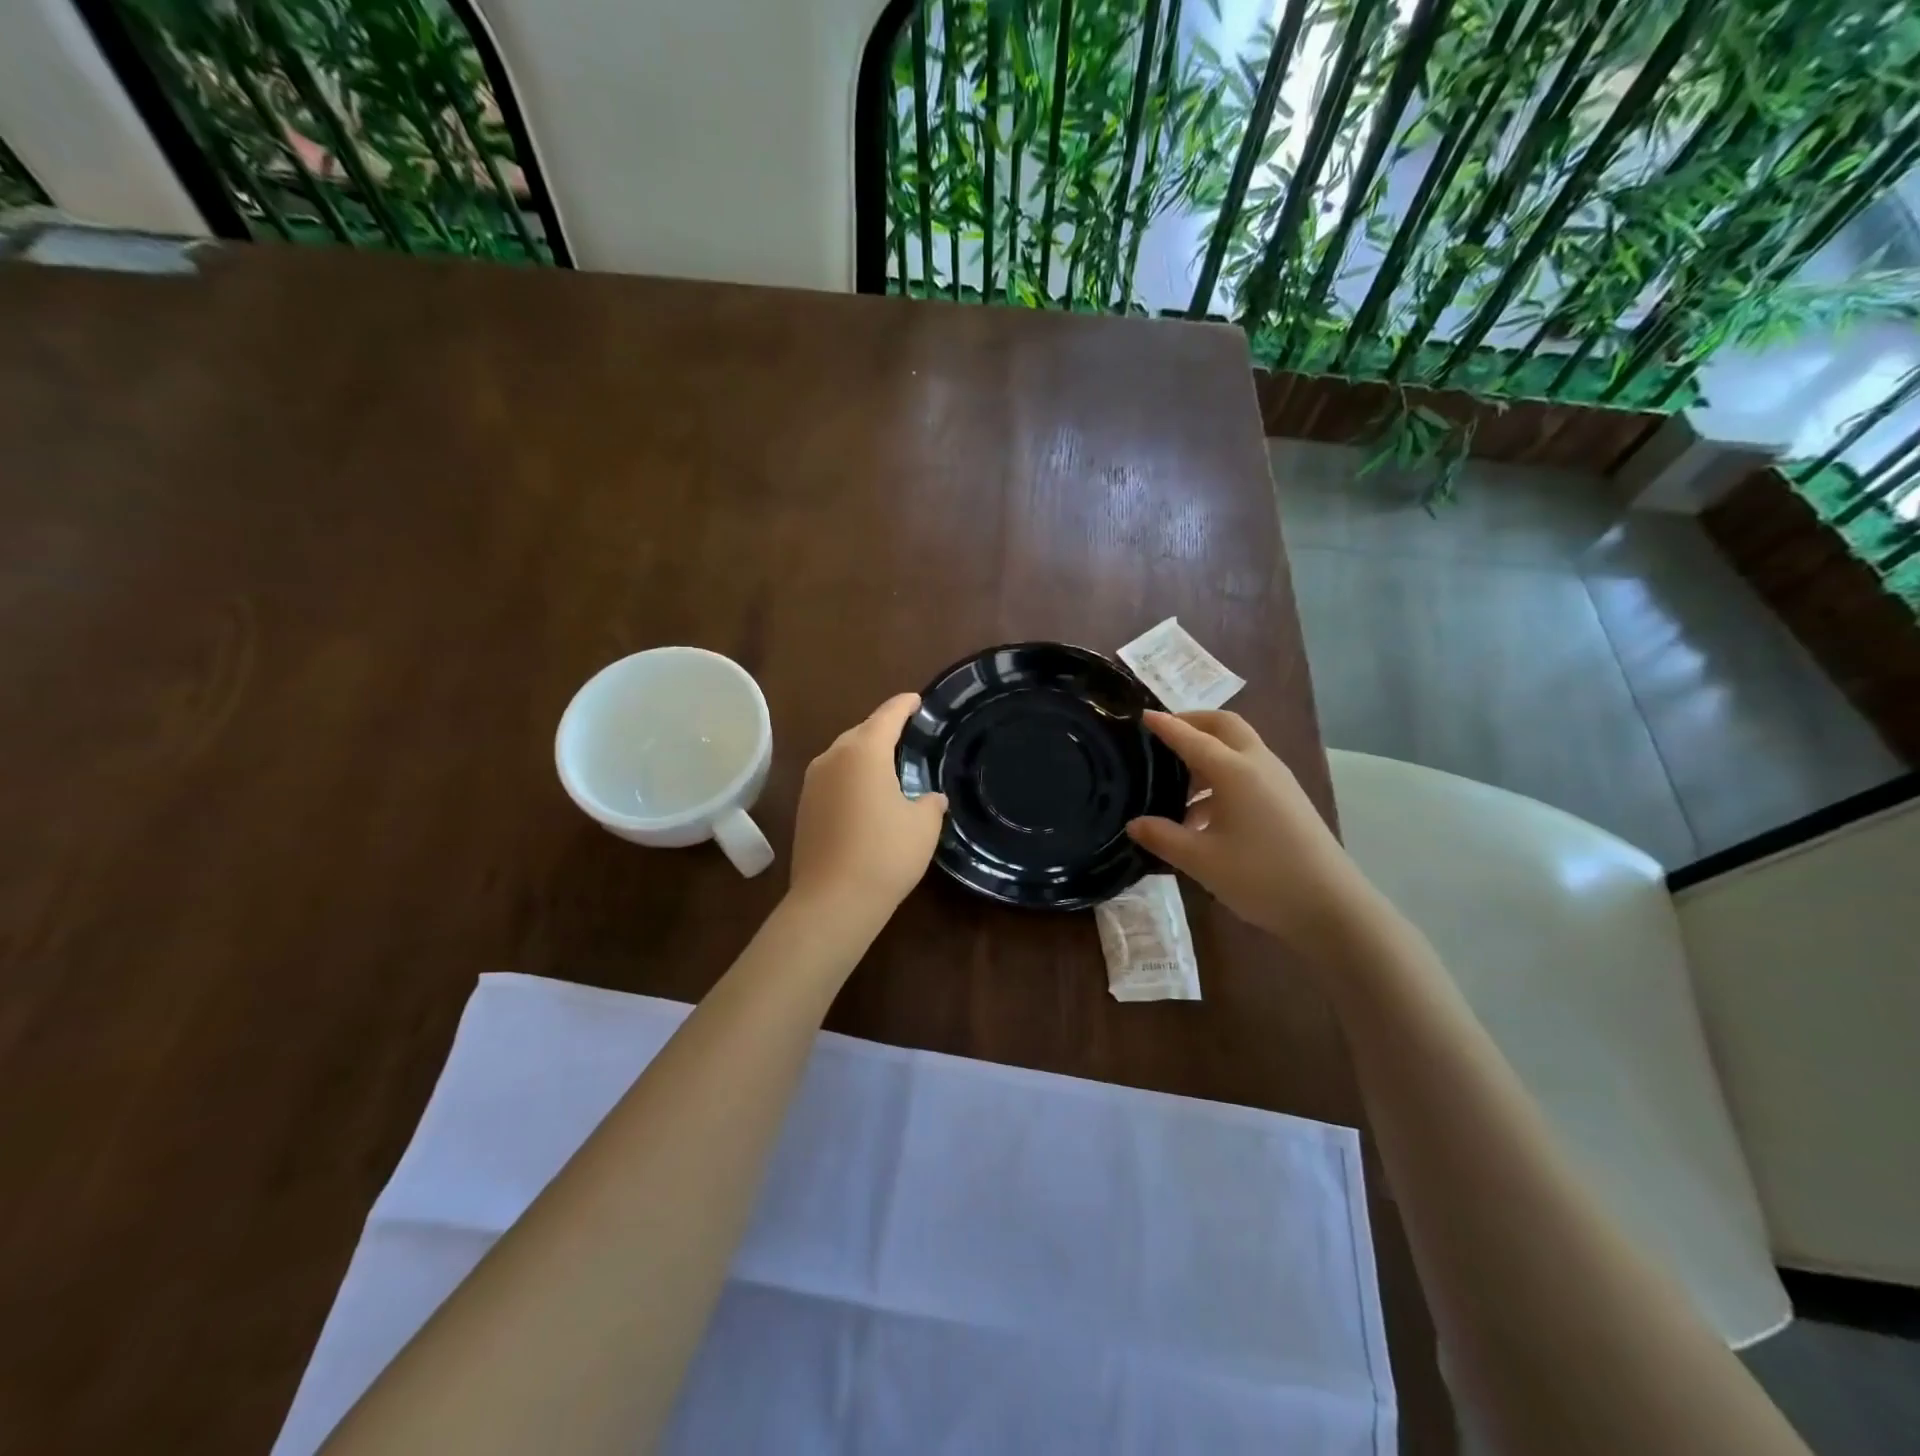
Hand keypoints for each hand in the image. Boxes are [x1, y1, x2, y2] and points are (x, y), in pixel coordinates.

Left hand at [789, 693, 948, 922]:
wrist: (833, 901)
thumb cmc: (886, 854)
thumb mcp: (922, 826)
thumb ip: (929, 804)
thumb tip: (931, 799)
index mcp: (864, 751)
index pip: (888, 716)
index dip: (904, 705)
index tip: (917, 700)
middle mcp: (833, 758)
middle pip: (861, 733)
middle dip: (883, 730)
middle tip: (908, 736)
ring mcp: (813, 783)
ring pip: (843, 756)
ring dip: (865, 756)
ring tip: (889, 767)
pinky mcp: (804, 807)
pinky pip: (833, 779)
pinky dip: (851, 778)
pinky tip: (867, 797)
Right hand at [1126, 711, 1383, 961]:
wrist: (1331, 906)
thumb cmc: (1261, 877)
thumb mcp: (1201, 860)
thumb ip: (1163, 837)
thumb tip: (1134, 823)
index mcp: (1235, 771)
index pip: (1192, 737)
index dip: (1166, 725)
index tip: (1142, 715)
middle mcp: (1258, 765)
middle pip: (1225, 726)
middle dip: (1193, 722)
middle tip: (1165, 734)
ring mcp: (1278, 781)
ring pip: (1239, 748)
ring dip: (1208, 753)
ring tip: (1178, 785)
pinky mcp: (1287, 800)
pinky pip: (1249, 771)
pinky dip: (1222, 776)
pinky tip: (1205, 815)